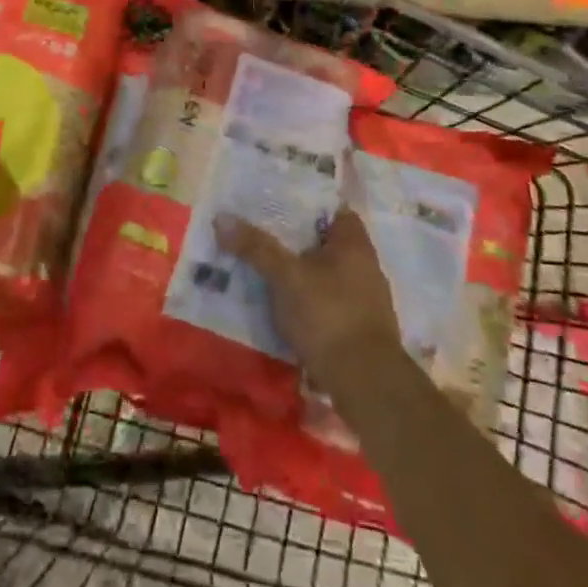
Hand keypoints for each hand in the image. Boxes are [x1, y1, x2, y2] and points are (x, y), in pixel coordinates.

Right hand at [216, 207, 402, 391]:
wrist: (365, 384)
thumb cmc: (328, 315)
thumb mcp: (286, 277)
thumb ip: (256, 247)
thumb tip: (222, 218)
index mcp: (354, 242)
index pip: (329, 207)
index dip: (302, 202)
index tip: (273, 202)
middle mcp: (365, 265)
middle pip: (324, 241)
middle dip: (294, 239)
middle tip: (258, 233)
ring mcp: (365, 298)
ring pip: (324, 272)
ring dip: (299, 271)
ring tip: (264, 268)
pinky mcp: (358, 327)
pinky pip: (327, 300)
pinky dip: (307, 298)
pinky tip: (283, 305)